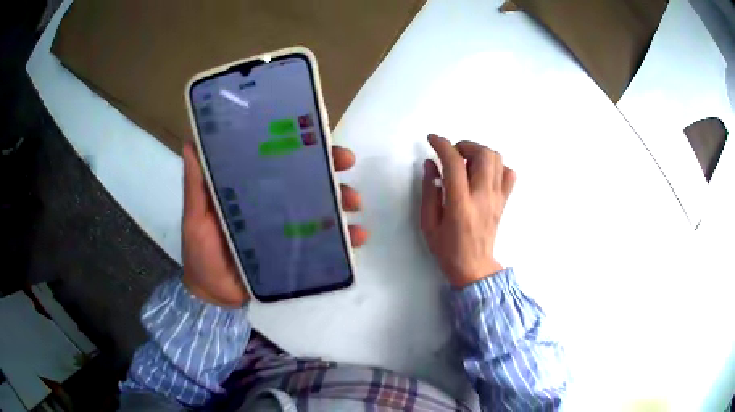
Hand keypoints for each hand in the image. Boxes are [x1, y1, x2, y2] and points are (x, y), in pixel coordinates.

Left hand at [181, 141, 368, 306]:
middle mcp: (273, 203)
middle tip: (346, 162)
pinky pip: (325, 242)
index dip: (297, 143)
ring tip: (354, 203)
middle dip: (330, 167)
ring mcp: (287, 228)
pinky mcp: (297, 252)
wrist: (213, 296)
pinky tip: (357, 237)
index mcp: (251, 189)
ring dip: (343, 199)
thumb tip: (191, 142)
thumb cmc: (200, 253)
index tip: (316, 132)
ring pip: (321, 206)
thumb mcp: (195, 216)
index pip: (278, 159)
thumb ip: (195, 185)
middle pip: (306, 178)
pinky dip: (344, 238)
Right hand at [420, 134, 515, 287]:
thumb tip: (430, 164)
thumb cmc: (447, 249)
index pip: (454, 163)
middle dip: (464, 145)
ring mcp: (497, 198)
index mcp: (460, 204)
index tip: (431, 139)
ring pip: (496, 159)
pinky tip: (483, 175)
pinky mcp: (504, 201)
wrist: (474, 268)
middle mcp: (483, 196)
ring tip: (466, 163)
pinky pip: (508, 174)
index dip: (442, 145)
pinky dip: (496, 166)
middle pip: (483, 154)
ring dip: (479, 152)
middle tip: (451, 155)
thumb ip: (429, 191)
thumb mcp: (428, 223)